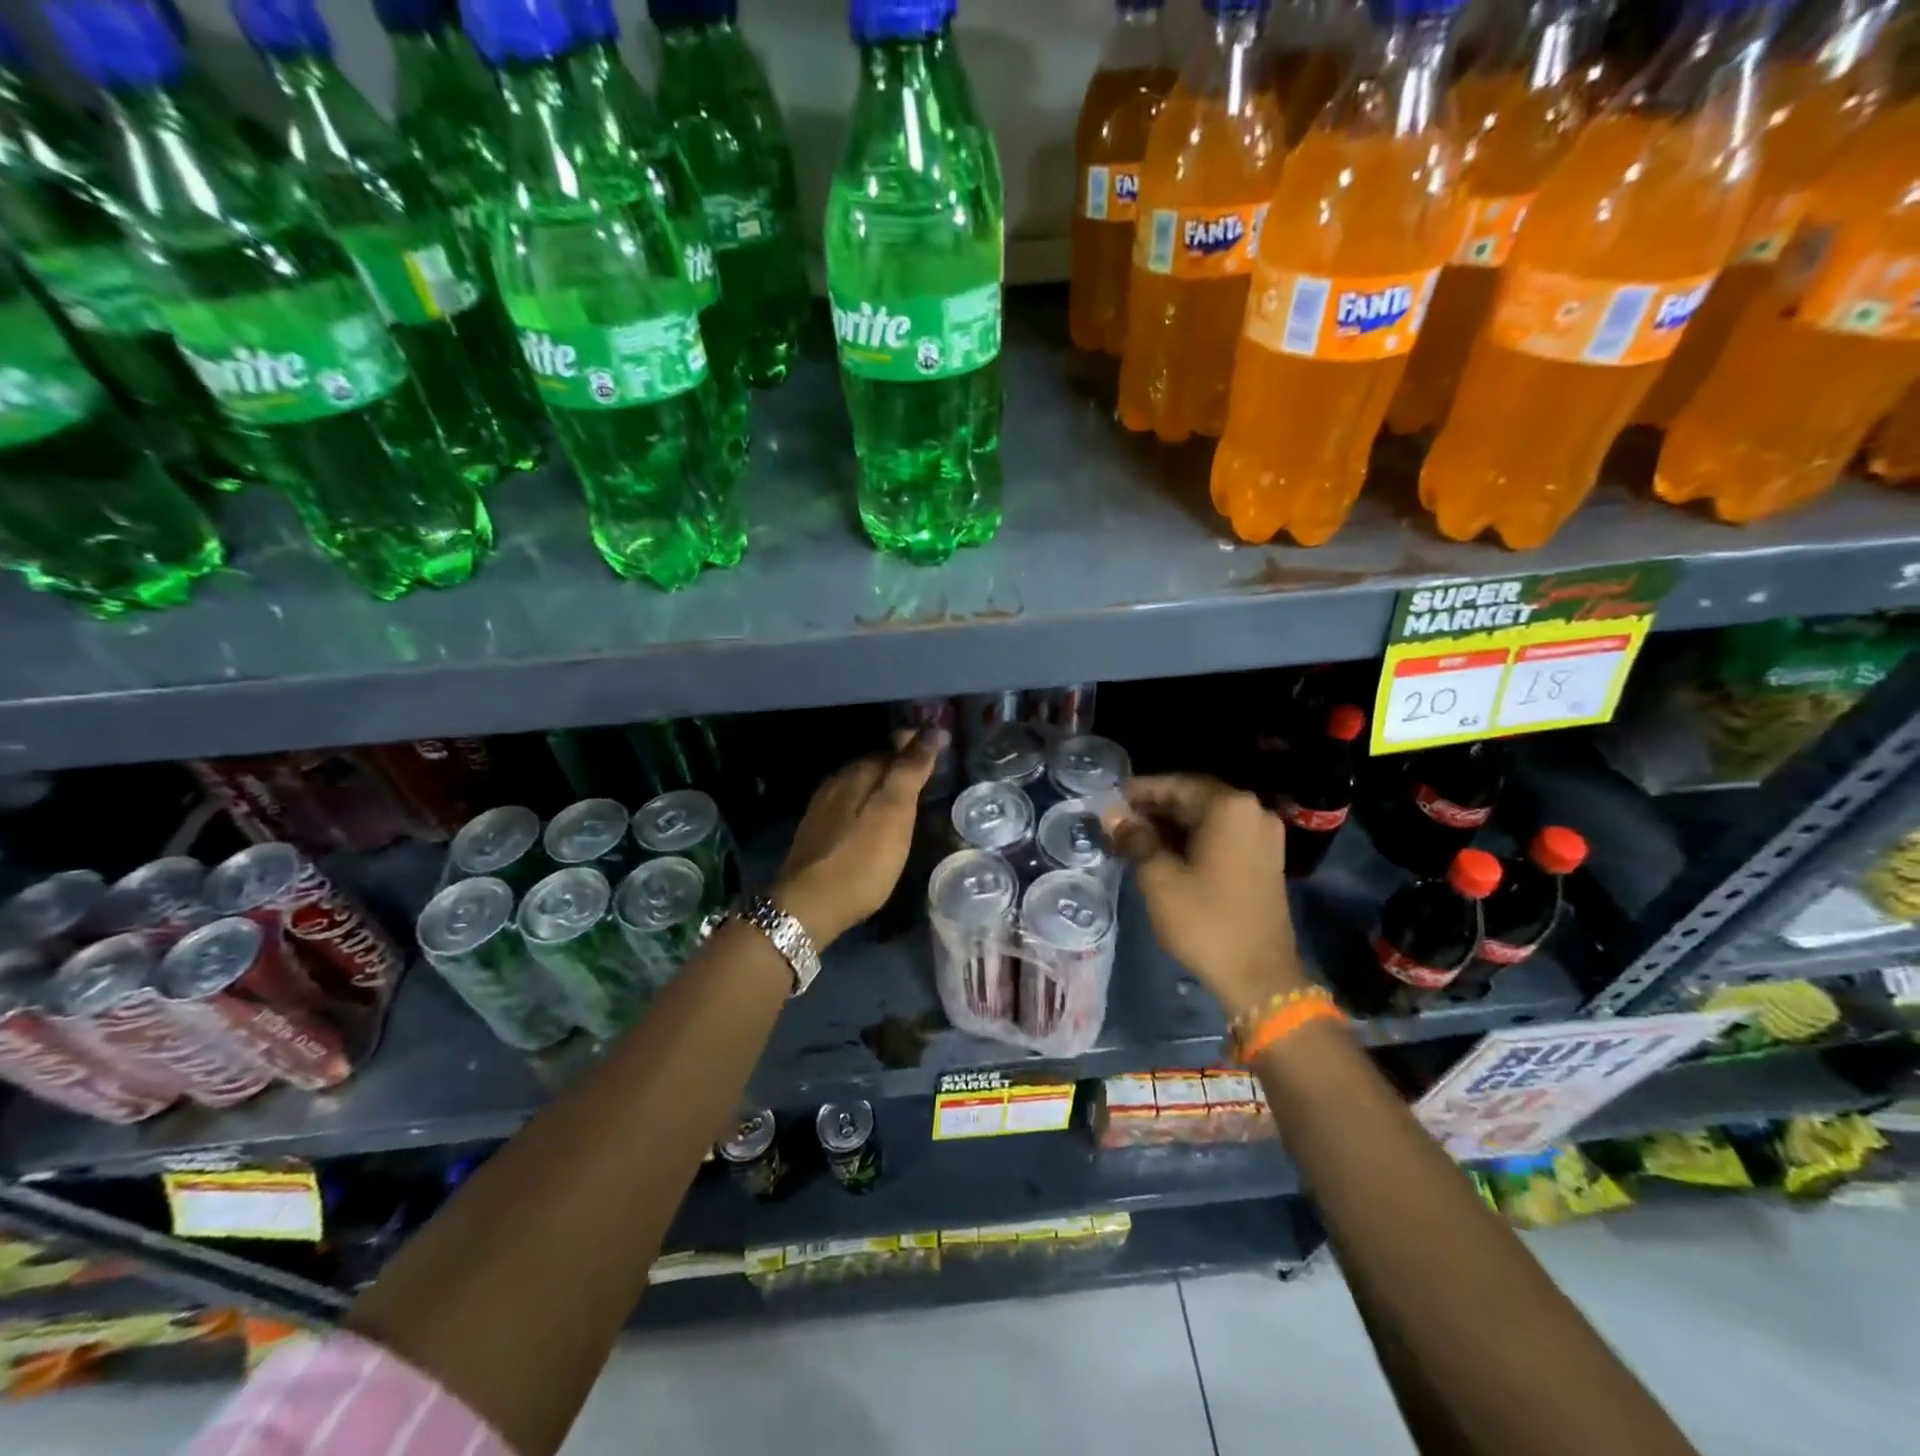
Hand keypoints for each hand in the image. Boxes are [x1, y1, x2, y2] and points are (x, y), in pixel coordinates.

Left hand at [773, 731, 941, 946]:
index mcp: (857, 774)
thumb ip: (910, 771)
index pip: (893, 749)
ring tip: (908, 801)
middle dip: (900, 767)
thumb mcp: (894, 813)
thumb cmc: (860, 860)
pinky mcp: (816, 835)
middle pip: (875, 766)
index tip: (942, 751)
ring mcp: (822, 810)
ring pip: (860, 787)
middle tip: (929, 776)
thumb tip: (932, 730)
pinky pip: (849, 808)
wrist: (808, 907)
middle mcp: (836, 783)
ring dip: (883, 788)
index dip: (917, 747)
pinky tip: (876, 824)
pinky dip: (868, 808)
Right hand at [1102, 775, 1308, 1020]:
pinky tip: (1163, 853)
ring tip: (1133, 838)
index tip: (1109, 800)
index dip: (1139, 792)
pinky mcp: (1264, 860)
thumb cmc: (1205, 920)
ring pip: (1207, 819)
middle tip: (1117, 821)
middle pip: (1194, 799)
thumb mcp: (1159, 878)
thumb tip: (1112, 814)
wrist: (1259, 977)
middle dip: (1154, 809)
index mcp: (1229, 807)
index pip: (1175, 785)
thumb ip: (1135, 838)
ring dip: (1171, 826)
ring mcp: (1263, 837)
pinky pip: (1222, 836)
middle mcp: (1252, 812)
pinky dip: (1192, 840)